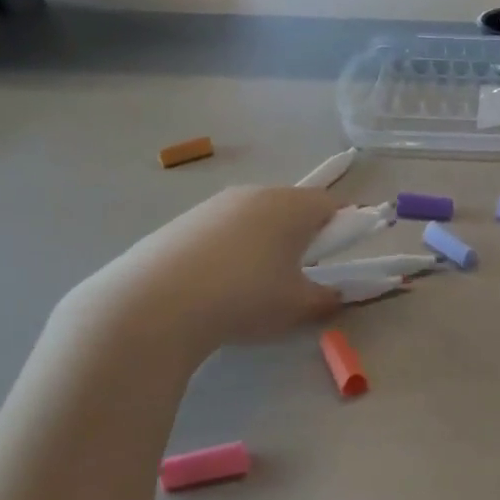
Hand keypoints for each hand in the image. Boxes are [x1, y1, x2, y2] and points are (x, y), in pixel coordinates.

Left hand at [59, 185, 343, 365]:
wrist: (155, 303)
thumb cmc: (245, 297)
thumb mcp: (297, 306)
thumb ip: (326, 298)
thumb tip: (335, 295)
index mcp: (292, 206)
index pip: (332, 205)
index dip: (344, 228)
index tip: (338, 258)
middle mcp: (256, 193)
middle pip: (292, 206)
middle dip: (301, 236)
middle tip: (297, 275)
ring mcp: (215, 204)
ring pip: (255, 217)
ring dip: (264, 242)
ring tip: (252, 285)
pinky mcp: (184, 220)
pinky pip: (222, 229)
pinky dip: (230, 249)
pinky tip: (215, 284)